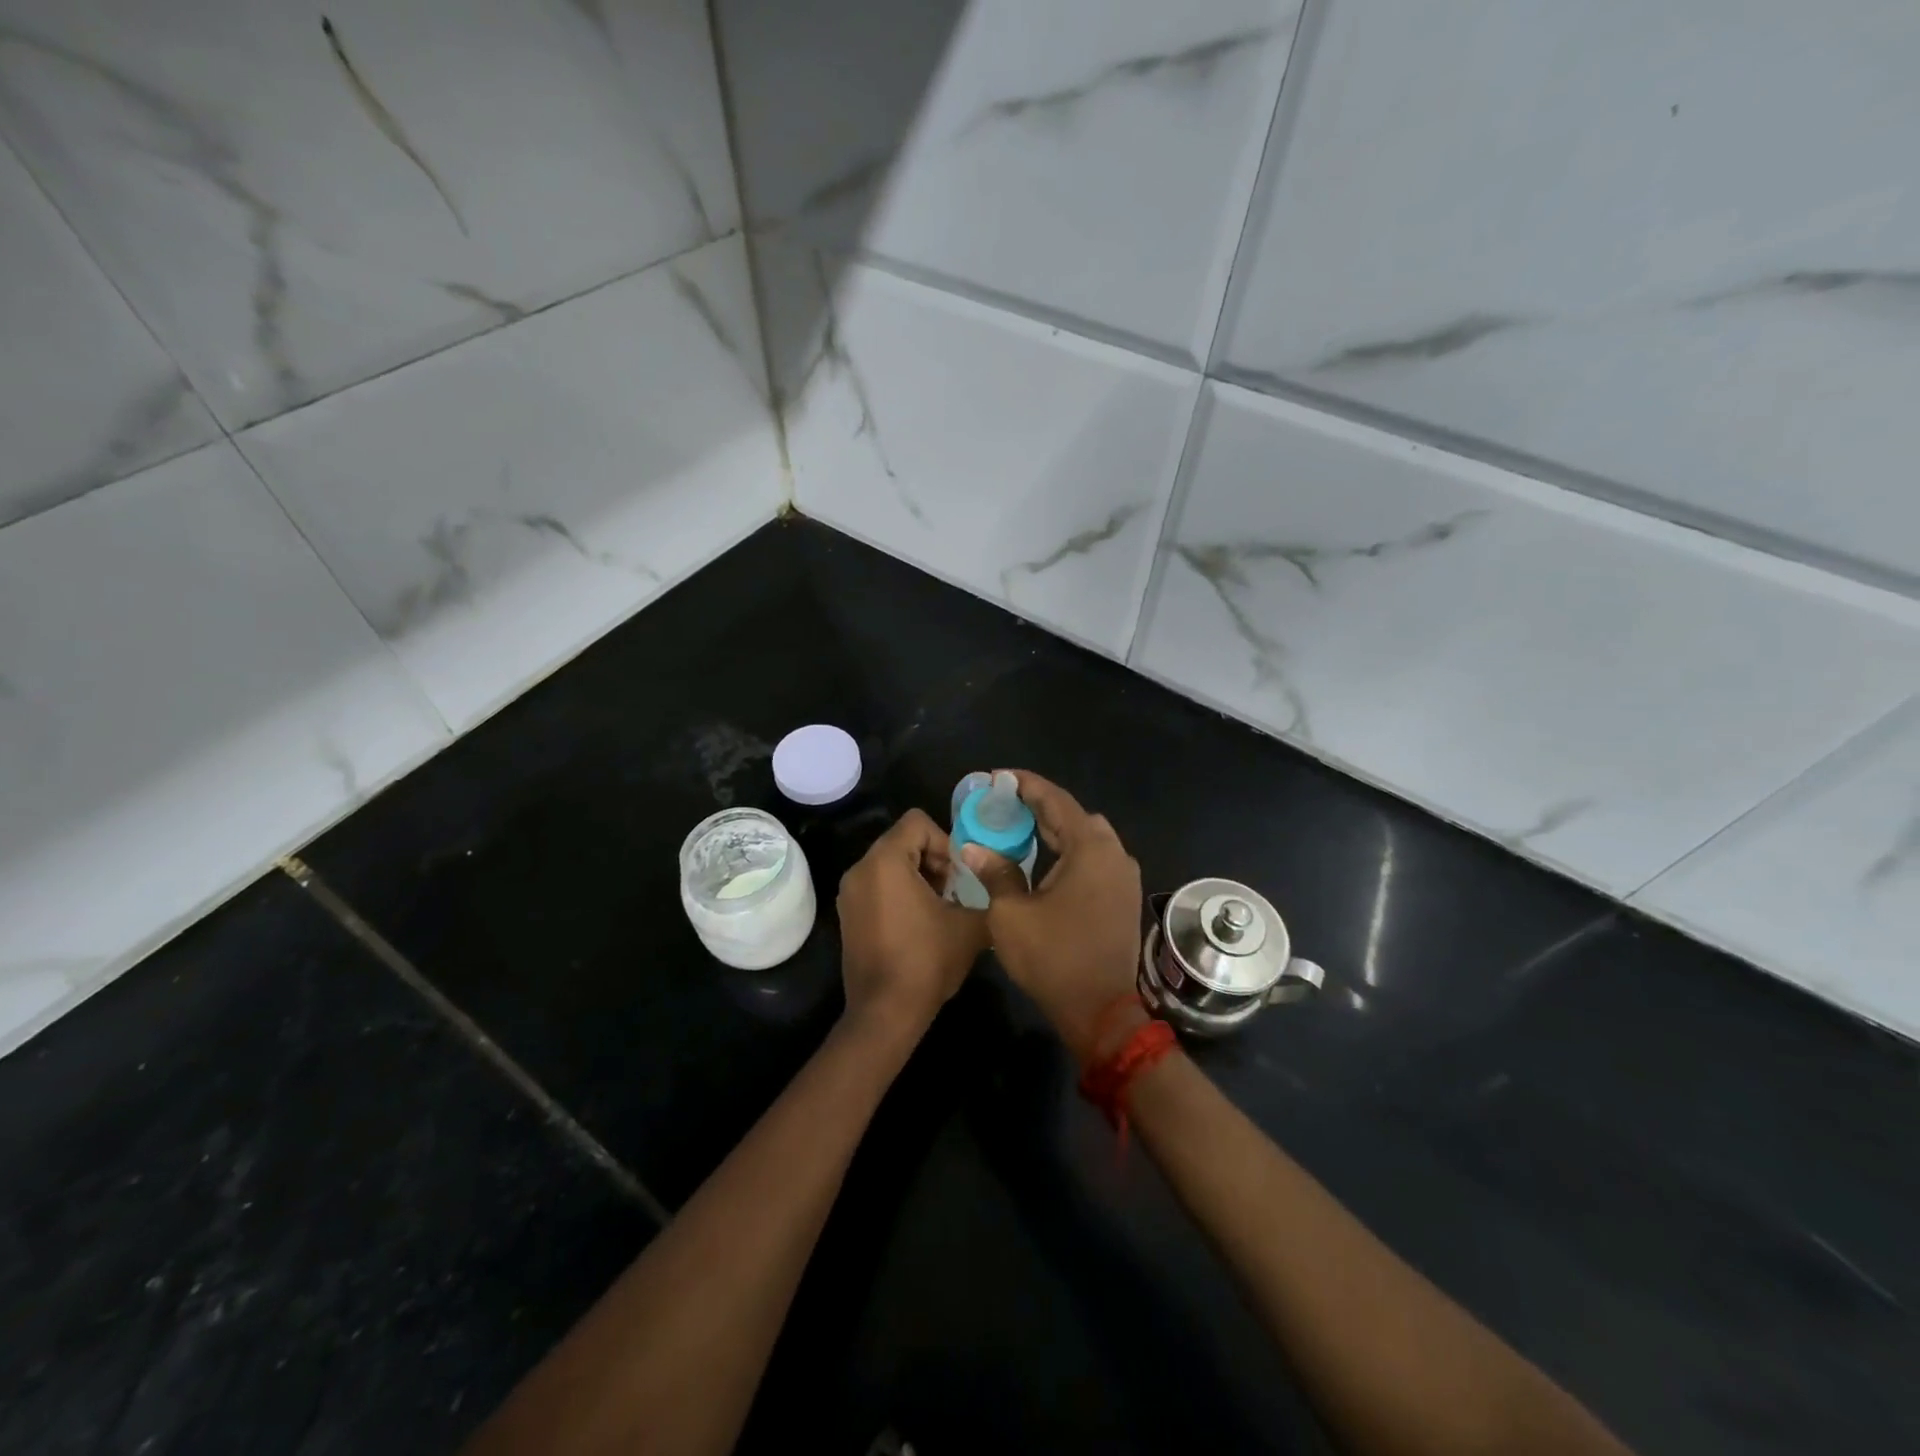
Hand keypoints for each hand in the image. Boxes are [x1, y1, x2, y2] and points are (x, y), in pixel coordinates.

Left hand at [836, 808, 987, 1044]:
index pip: (917, 822)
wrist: (885, 1012)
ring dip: (918, 876)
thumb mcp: (970, 925)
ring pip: (890, 863)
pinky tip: (920, 923)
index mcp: (885, 860)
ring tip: (940, 908)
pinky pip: (877, 885)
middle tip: (955, 891)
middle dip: (934, 859)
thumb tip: (997, 882)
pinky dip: (900, 892)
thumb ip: (987, 893)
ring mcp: (849, 893)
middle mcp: (860, 868)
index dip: (946, 841)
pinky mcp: (848, 914)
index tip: (960, 873)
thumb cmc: (927, 961)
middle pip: (903, 840)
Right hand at [960, 771, 1142, 1062]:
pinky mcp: (1122, 896)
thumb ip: (995, 872)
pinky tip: (1043, 858)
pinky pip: (1094, 858)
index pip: (1056, 800)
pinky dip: (1069, 850)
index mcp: (1090, 849)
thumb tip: (973, 848)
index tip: (998, 778)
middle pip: (1074, 816)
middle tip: (1004, 803)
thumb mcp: (1011, 914)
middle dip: (1039, 806)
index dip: (1025, 785)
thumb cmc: (1053, 958)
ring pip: (1087, 837)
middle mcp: (1114, 854)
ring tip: (1019, 826)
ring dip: (1055, 829)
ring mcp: (1123, 876)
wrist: (1100, 1010)